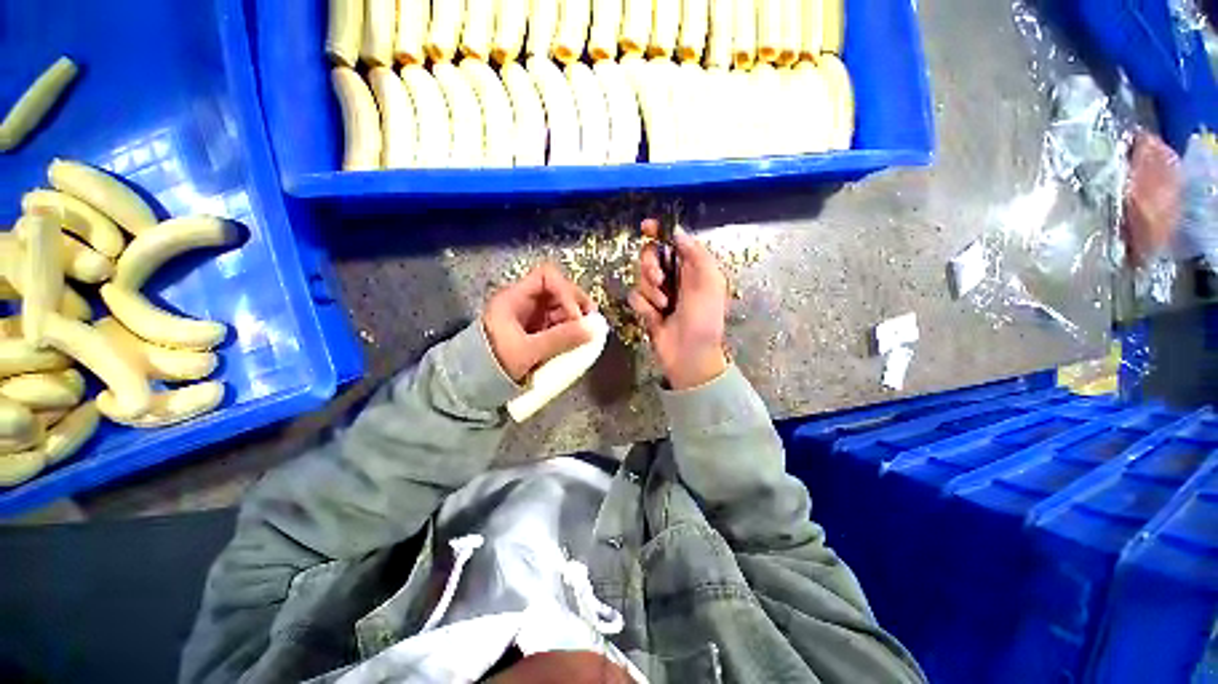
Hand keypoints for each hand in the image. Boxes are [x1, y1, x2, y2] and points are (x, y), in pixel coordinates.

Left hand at [483, 262, 595, 381]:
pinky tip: (577, 340)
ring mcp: (530, 316)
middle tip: (591, 321)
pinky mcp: (535, 331)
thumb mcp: (528, 351)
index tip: (576, 316)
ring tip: (586, 334)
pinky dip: (570, 329)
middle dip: (576, 304)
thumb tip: (592, 329)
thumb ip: (561, 339)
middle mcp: (524, 302)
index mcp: (514, 298)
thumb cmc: (495, 363)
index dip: (565, 291)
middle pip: (557, 290)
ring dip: (575, 318)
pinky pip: (558, 323)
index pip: (546, 277)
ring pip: (560, 307)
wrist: (474, 384)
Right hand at [628, 220, 728, 389]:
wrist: (690, 355)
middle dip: (651, 266)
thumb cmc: (704, 319)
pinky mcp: (646, 310)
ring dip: (651, 291)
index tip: (646, 227)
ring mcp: (658, 295)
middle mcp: (673, 278)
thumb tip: (678, 232)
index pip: (672, 242)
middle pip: (650, 257)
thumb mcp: (710, 283)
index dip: (659, 232)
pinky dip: (644, 307)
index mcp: (692, 269)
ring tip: (664, 306)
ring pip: (640, 278)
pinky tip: (655, 317)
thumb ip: (696, 254)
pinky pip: (635, 298)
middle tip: (660, 280)